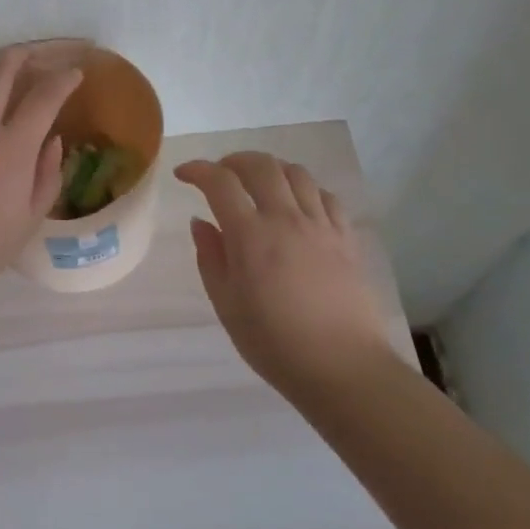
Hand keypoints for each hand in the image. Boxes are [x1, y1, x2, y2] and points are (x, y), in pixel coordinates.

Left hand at [0, 46, 82, 307]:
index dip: (63, 80)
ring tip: (3, 77)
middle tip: (35, 54)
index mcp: (12, 147)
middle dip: (22, 57)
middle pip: (0, 73)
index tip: (76, 73)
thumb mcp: (30, 217)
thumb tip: (52, 140)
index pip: (44, 97)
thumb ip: (47, 174)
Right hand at [175, 152, 398, 394]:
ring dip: (271, 169)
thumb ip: (210, 258)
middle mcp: (286, 218)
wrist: (343, 368)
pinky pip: (326, 196)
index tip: (183, 175)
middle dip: (233, 160)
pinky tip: (297, 205)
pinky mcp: (346, 238)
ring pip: (296, 173)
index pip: (219, 182)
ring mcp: (321, 225)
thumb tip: (201, 222)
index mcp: (250, 235)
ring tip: (258, 183)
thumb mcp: (227, 305)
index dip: (197, 170)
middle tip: (219, 174)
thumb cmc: (274, 343)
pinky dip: (305, 189)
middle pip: (261, 165)